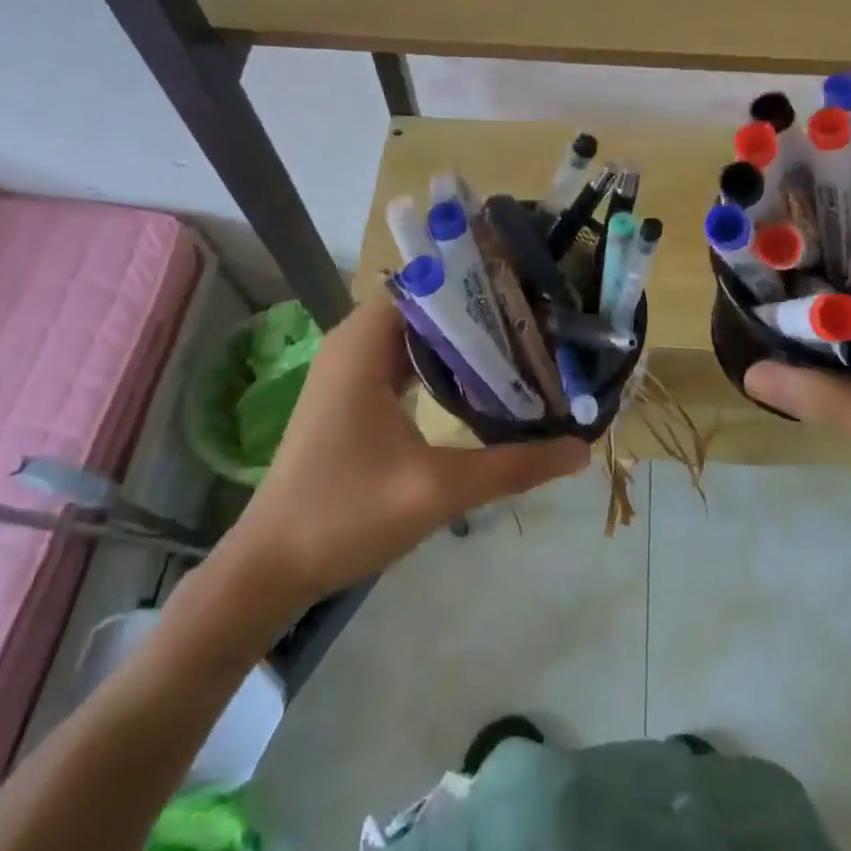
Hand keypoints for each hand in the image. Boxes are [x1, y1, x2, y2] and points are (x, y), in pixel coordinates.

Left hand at [214, 299, 589, 608]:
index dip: (479, 282)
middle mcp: (353, 344)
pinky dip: (441, 366)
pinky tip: (479, 384)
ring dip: (463, 342)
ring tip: (521, 346)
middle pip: (428, 308)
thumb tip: (582, 449)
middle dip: (480, 313)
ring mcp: (349, 372)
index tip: (530, 291)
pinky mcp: (351, 398)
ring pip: (417, 337)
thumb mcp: (438, 490)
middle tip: (539, 322)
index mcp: (363, 343)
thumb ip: (513, 466)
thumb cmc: (344, 515)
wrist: (268, 568)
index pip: (430, 285)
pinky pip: (403, 363)